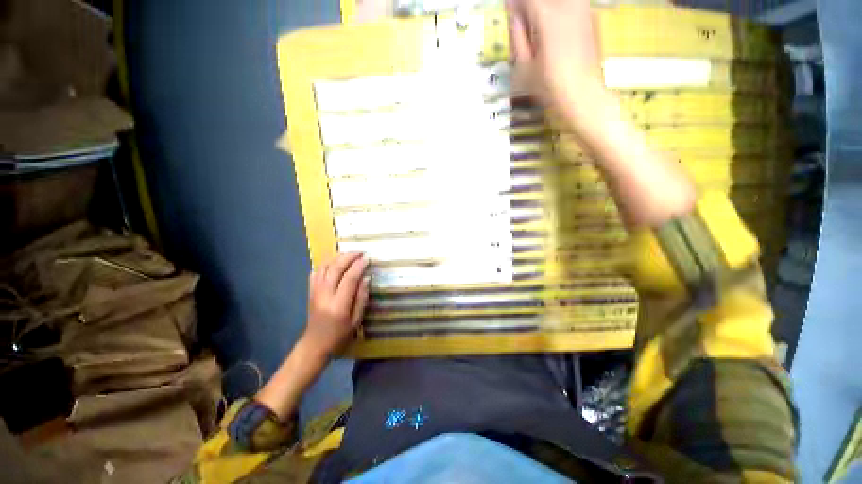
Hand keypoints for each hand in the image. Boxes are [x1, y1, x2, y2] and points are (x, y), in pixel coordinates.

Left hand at [302, 252, 370, 358]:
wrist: (315, 344)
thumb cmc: (340, 335)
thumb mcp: (356, 320)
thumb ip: (362, 298)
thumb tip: (366, 278)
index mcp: (339, 305)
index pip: (349, 278)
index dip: (359, 266)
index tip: (367, 258)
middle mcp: (325, 295)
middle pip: (336, 268)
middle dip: (349, 257)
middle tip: (360, 252)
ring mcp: (315, 292)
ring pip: (324, 267)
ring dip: (337, 257)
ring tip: (349, 254)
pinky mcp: (310, 291)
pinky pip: (316, 272)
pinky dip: (325, 263)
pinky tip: (334, 262)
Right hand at [507, 0, 605, 133]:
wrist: (584, 96)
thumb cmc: (549, 86)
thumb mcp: (523, 66)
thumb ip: (517, 35)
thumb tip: (513, 14)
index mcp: (546, 15)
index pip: (525, 0)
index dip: (515, 6)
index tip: (510, 16)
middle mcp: (567, 4)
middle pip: (541, 1)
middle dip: (530, 9)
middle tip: (525, 31)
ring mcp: (583, 8)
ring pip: (557, 3)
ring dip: (545, 13)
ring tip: (540, 37)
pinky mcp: (592, 17)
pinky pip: (571, 7)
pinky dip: (560, 14)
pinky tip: (556, 35)